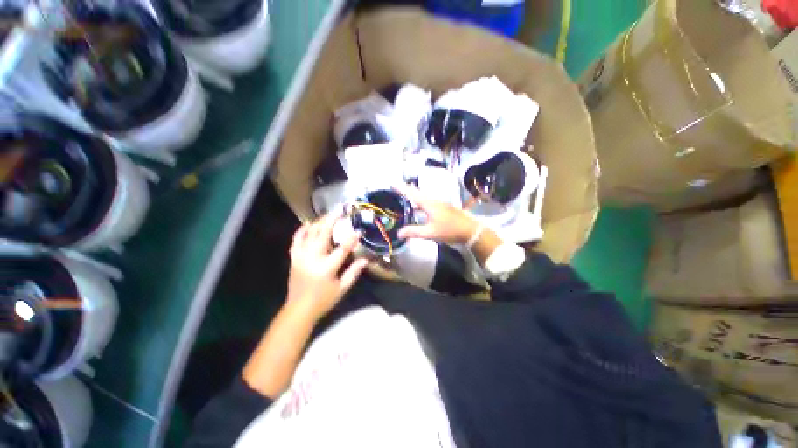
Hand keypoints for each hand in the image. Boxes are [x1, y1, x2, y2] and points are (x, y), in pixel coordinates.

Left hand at [286, 211, 368, 321]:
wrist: (299, 309)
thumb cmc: (323, 300)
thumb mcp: (342, 288)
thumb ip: (354, 273)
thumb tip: (366, 260)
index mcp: (327, 268)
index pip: (342, 249)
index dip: (352, 238)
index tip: (359, 230)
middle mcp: (313, 259)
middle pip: (322, 234)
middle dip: (332, 220)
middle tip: (340, 211)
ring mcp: (301, 257)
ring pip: (309, 234)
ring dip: (319, 222)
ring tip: (327, 215)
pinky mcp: (294, 258)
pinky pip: (296, 240)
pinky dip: (301, 231)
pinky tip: (307, 224)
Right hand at [396, 183, 480, 244]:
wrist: (470, 230)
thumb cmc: (450, 230)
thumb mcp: (430, 232)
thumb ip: (414, 232)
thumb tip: (398, 233)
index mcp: (428, 203)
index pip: (411, 193)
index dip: (401, 188)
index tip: (391, 183)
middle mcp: (432, 200)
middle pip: (416, 193)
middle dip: (405, 191)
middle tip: (394, 190)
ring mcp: (438, 204)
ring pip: (421, 198)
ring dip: (412, 197)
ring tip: (402, 198)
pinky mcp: (441, 208)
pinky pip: (426, 203)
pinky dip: (418, 203)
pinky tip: (416, 209)